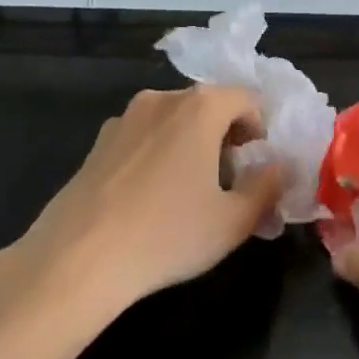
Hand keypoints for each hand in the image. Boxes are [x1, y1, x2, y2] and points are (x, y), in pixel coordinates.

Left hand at [0, 86, 285, 324]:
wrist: (77, 260)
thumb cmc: (168, 234)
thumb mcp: (234, 220)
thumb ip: (268, 187)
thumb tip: (281, 168)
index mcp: (200, 107)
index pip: (247, 99)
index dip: (260, 130)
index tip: (256, 166)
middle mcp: (161, 99)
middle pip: (208, 106)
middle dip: (226, 137)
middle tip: (228, 183)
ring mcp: (124, 119)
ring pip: (173, 121)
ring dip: (190, 145)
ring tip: (188, 193)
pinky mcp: (96, 144)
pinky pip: (143, 138)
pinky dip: (157, 155)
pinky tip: (149, 200)